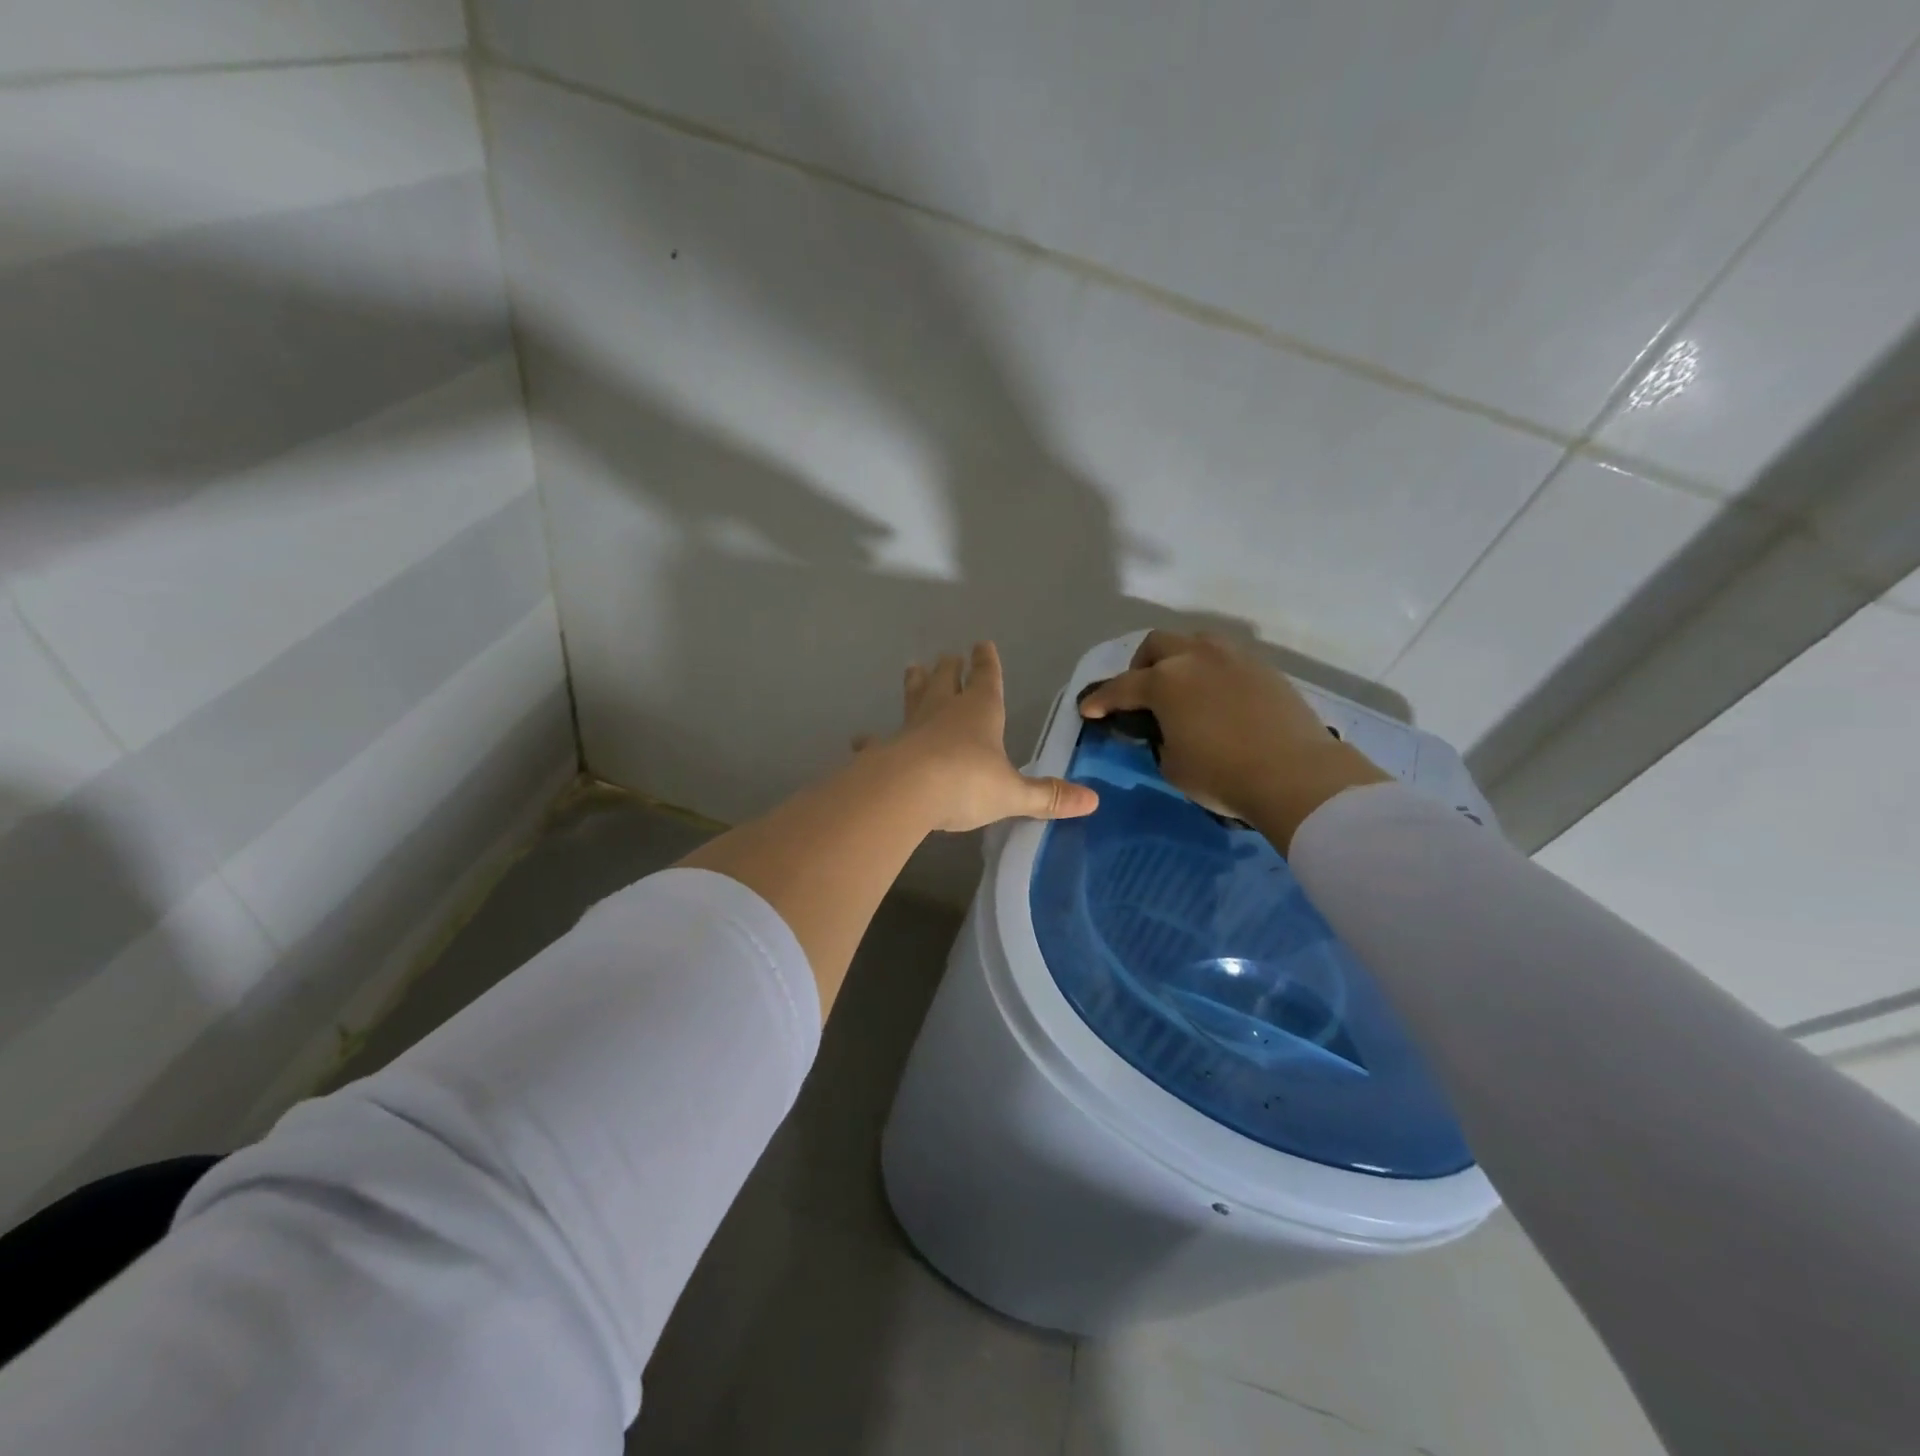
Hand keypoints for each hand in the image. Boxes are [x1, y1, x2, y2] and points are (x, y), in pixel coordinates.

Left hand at [856, 642, 1097, 832]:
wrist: (907, 791)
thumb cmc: (968, 783)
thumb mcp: (1013, 793)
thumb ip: (1047, 797)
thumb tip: (1093, 801)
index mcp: (981, 711)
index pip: (987, 677)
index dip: (987, 662)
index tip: (982, 644)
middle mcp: (944, 710)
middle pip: (946, 679)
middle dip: (949, 667)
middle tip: (947, 656)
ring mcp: (911, 727)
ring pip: (914, 697)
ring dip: (915, 684)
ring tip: (912, 669)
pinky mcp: (885, 749)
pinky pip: (877, 741)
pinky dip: (871, 740)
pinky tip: (861, 740)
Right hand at [1077, 631, 1386, 846]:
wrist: (1296, 775)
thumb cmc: (1222, 774)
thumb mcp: (1172, 765)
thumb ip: (1159, 739)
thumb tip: (1165, 729)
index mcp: (1165, 681)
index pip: (1121, 687)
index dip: (1101, 700)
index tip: (1088, 710)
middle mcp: (1196, 657)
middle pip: (1157, 645)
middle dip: (1140, 666)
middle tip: (1140, 692)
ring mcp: (1234, 658)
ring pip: (1196, 642)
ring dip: (1179, 658)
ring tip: (1181, 686)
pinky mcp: (1264, 668)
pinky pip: (1226, 658)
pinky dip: (1211, 670)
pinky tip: (1216, 696)